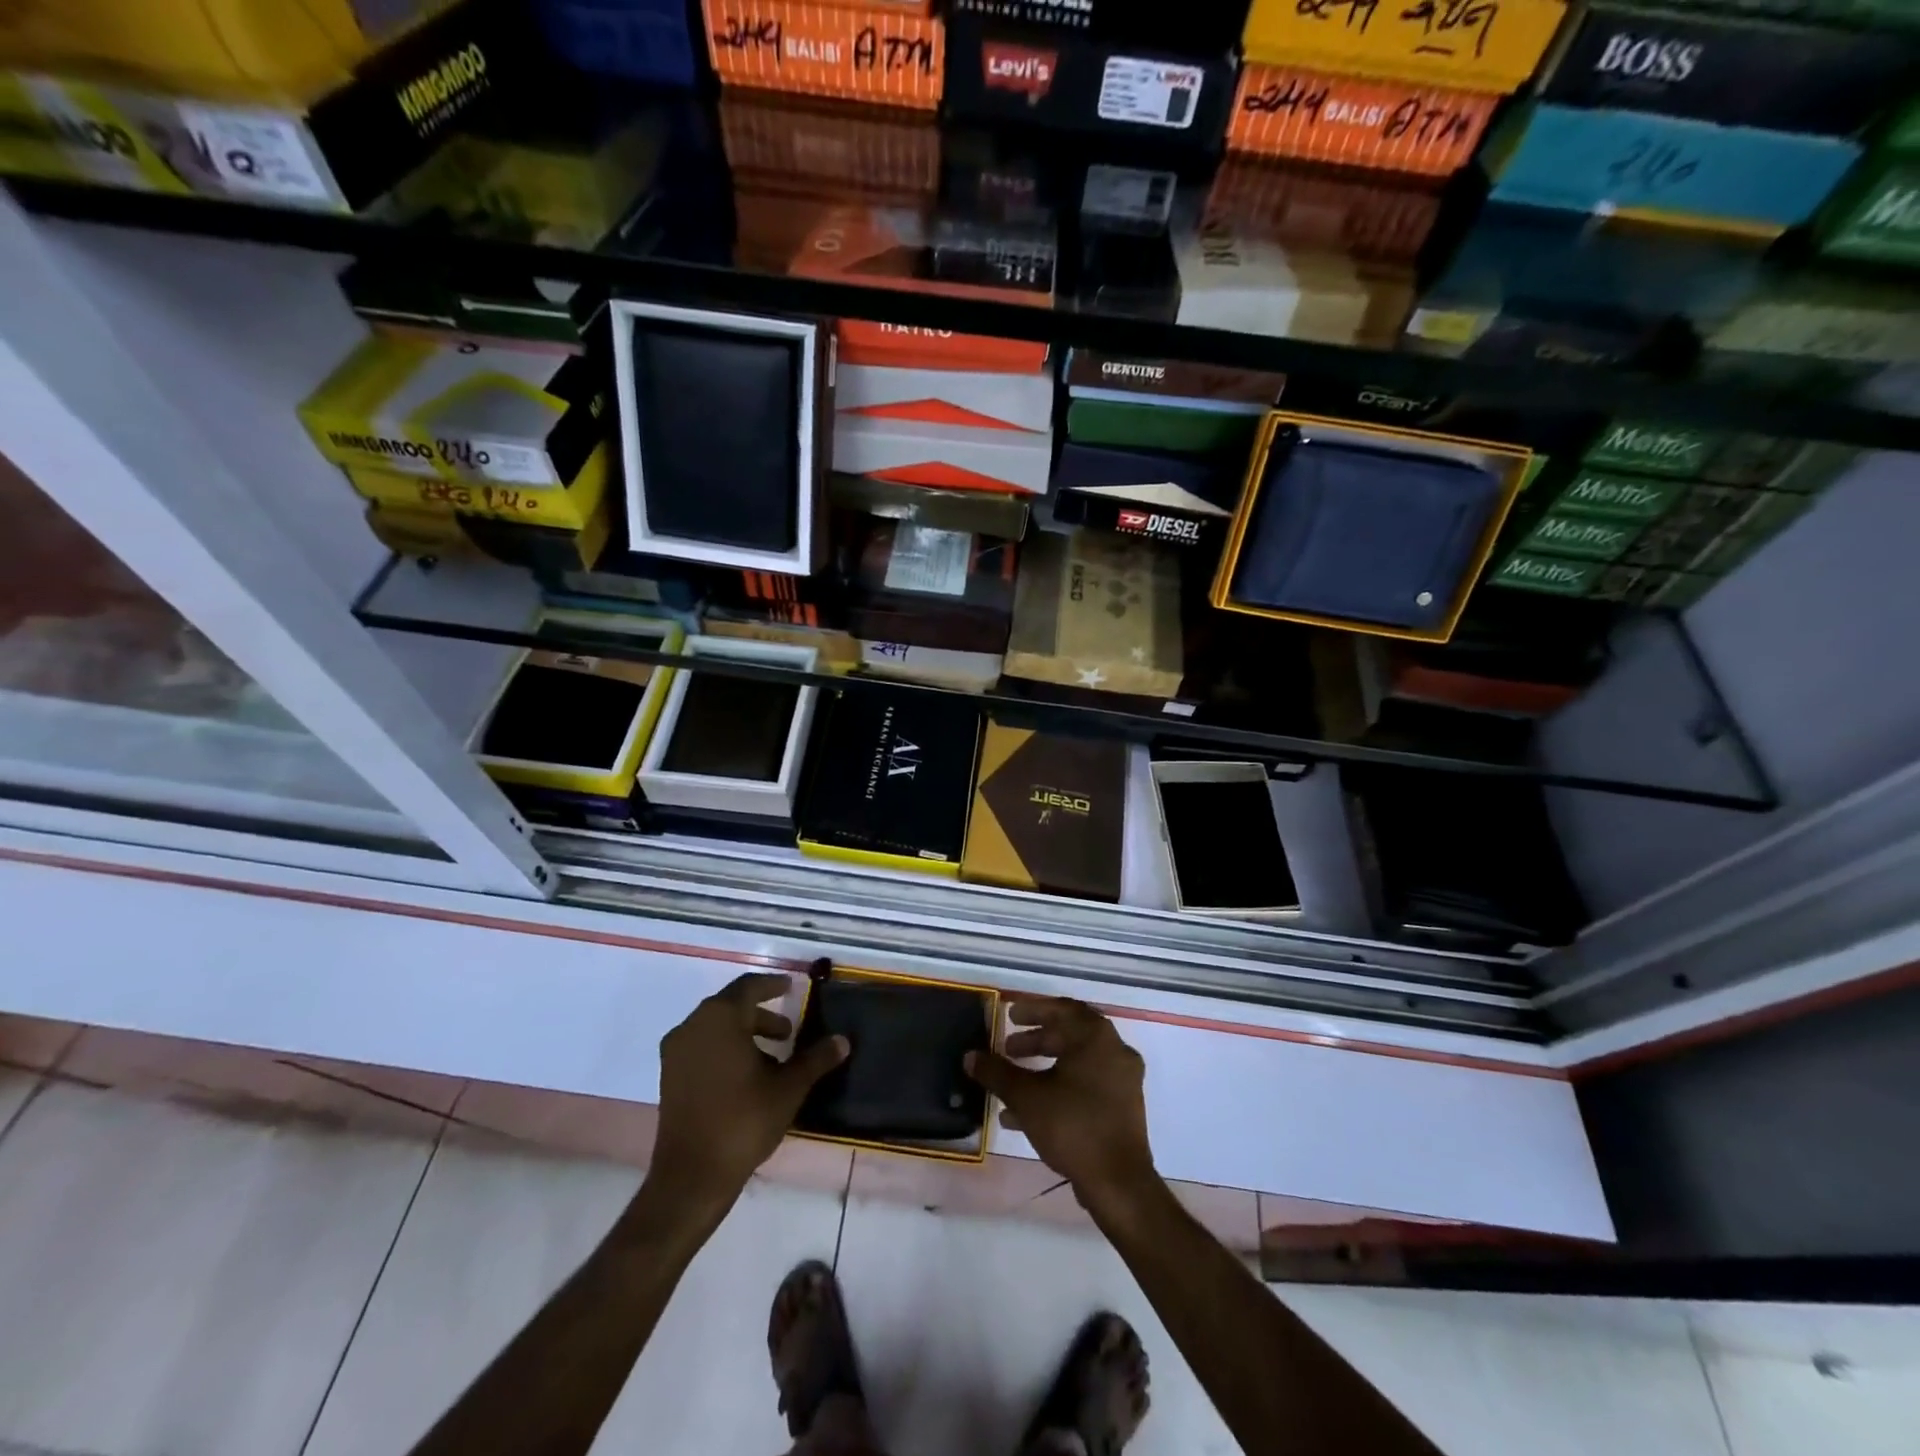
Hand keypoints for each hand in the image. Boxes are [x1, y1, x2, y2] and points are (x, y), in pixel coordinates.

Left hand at [648, 972, 847, 1208]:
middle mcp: (693, 1026)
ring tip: (773, 1057)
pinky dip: (725, 1048)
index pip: (749, 987)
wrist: (692, 1176)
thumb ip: (816, 1059)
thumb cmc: (743, 1120)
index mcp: (720, 1018)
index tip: (791, 987)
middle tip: (788, 1030)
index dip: (772, 985)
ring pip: (715, 1027)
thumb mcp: (788, 1088)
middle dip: (761, 1014)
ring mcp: (676, 1052)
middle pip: (731, 1006)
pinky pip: (702, 1047)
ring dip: (744, 1033)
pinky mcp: (669, 1076)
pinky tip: (747, 1075)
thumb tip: (842, 1041)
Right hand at [965, 998, 1155, 1210]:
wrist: (1118, 1184)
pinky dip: (1058, 1088)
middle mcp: (1115, 1050)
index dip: (1033, 1009)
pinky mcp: (1123, 1107)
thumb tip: (970, 1057)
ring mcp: (1123, 1080)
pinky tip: (1027, 1114)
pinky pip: (1086, 1085)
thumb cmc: (1073, 1126)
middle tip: (1008, 1049)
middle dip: (1036, 1041)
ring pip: (1076, 1062)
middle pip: (1070, 1035)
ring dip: (1043, 1067)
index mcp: (1096, 1037)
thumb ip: (997, 1073)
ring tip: (1011, 1082)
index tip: (1009, 1015)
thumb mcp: (1026, 1097)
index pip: (1062, 1009)